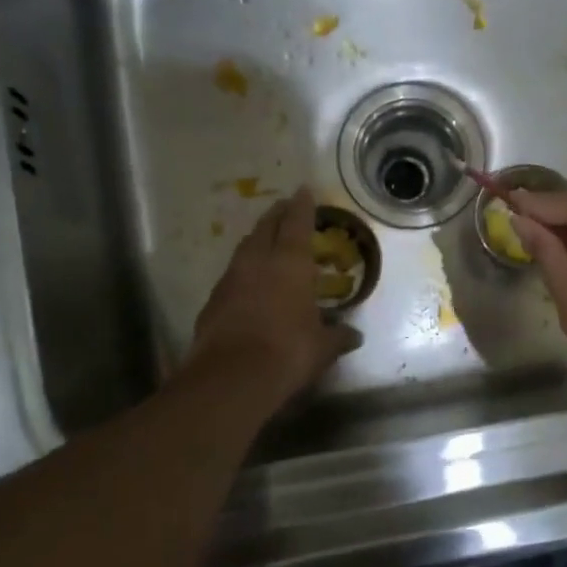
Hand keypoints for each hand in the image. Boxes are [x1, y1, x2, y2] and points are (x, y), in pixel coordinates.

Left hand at [184, 187, 360, 411]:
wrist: (232, 376)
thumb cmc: (288, 352)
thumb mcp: (321, 347)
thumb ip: (338, 337)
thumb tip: (354, 336)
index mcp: (290, 263)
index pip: (296, 223)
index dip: (302, 205)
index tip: (303, 190)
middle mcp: (257, 262)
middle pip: (266, 227)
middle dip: (277, 215)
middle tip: (285, 209)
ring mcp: (230, 279)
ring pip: (245, 249)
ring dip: (257, 241)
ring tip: (267, 243)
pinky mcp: (212, 301)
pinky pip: (232, 276)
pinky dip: (243, 273)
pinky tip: (249, 285)